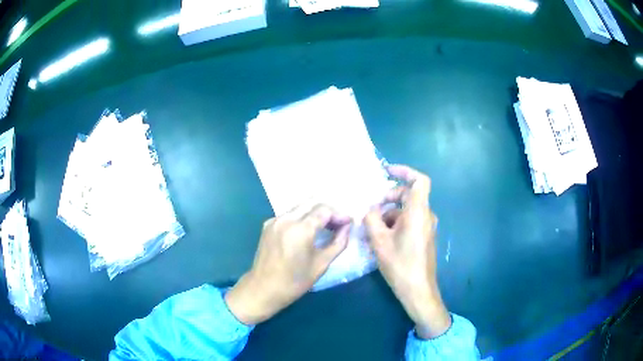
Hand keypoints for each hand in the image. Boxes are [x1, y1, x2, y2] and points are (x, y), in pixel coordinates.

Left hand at [225, 203, 350, 324]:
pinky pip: (289, 214)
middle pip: (312, 202)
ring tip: (326, 227)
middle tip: (338, 224)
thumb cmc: (295, 281)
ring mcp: (274, 220)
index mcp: (300, 229)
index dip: (339, 215)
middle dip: (328, 211)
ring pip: (300, 207)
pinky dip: (302, 217)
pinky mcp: (268, 225)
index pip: (324, 210)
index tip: (348, 224)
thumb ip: (338, 242)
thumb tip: (347, 227)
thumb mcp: (321, 264)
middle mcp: (286, 219)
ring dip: (315, 212)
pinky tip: (308, 230)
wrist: (263, 289)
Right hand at [364, 165, 450, 338]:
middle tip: (371, 210)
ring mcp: (427, 227)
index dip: (405, 171)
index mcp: (418, 212)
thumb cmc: (400, 265)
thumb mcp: (379, 241)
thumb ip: (372, 219)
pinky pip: (410, 222)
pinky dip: (395, 224)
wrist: (418, 290)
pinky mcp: (424, 237)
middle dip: (389, 198)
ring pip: (407, 210)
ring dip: (390, 214)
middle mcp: (426, 216)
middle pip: (409, 195)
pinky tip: (381, 239)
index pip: (419, 181)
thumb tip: (371, 210)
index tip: (387, 171)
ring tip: (372, 229)